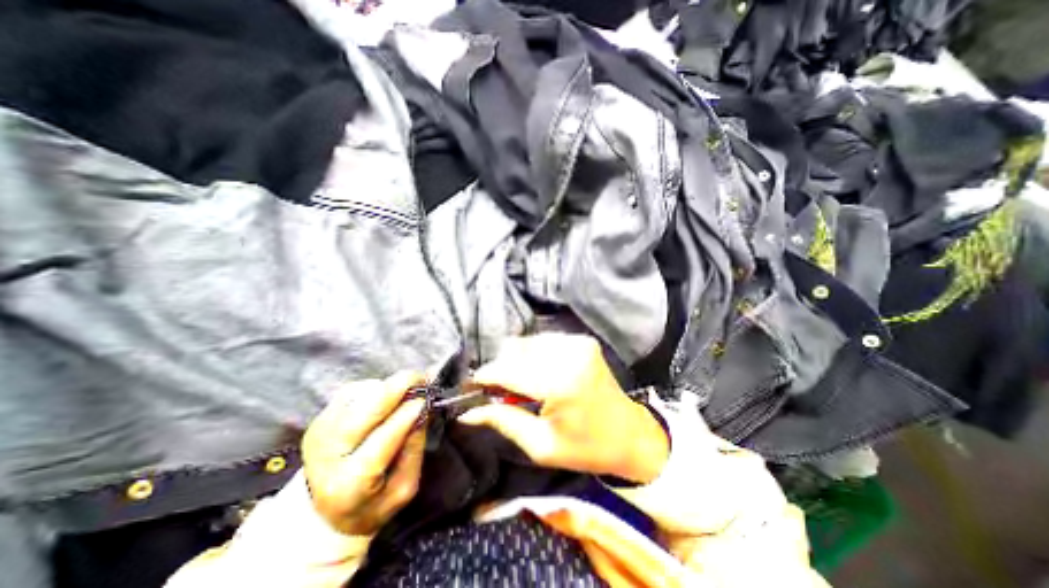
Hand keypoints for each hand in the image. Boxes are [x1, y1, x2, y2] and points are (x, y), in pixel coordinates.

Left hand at [303, 372, 428, 537]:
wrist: (321, 512)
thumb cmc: (372, 502)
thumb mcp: (403, 488)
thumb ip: (414, 450)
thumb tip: (423, 410)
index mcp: (349, 483)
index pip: (382, 440)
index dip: (406, 416)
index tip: (426, 400)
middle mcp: (327, 455)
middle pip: (365, 410)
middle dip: (398, 388)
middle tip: (422, 378)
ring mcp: (320, 433)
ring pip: (360, 396)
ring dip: (389, 387)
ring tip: (408, 390)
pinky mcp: (319, 419)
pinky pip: (353, 391)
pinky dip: (376, 387)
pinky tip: (387, 396)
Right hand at [459, 333, 670, 484]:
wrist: (629, 434)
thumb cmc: (586, 447)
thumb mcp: (541, 445)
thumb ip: (503, 421)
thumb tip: (468, 413)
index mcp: (560, 384)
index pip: (509, 371)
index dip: (485, 376)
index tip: (470, 386)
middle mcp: (569, 355)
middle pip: (516, 350)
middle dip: (501, 368)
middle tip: (497, 390)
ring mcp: (578, 343)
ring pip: (528, 342)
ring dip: (516, 360)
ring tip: (519, 384)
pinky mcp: (582, 341)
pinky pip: (544, 341)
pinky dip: (533, 354)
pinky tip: (537, 373)